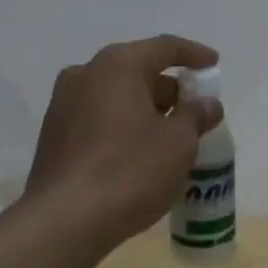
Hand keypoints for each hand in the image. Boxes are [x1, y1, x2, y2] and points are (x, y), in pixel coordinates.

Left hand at [25, 36, 223, 249]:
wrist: (65, 220)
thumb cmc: (130, 171)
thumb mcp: (178, 143)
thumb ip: (196, 116)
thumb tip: (207, 104)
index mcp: (116, 65)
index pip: (164, 47)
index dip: (193, 54)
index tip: (214, 65)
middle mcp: (84, 74)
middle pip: (137, 71)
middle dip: (169, 89)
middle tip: (194, 110)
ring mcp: (63, 105)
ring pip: (115, 96)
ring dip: (145, 109)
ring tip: (171, 135)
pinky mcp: (53, 136)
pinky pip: (98, 118)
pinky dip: (123, 125)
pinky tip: (139, 153)